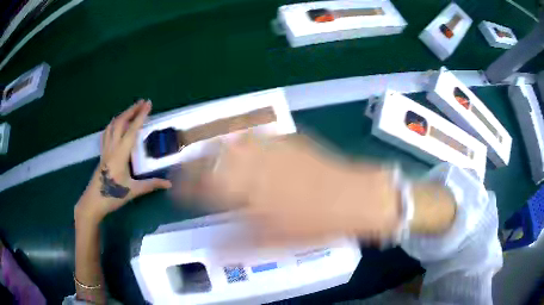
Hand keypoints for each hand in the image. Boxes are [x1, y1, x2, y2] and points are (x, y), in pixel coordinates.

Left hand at [75, 100, 171, 223]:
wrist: (93, 201)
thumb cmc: (113, 196)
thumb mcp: (133, 191)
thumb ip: (151, 185)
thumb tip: (169, 183)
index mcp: (120, 154)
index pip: (132, 131)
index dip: (141, 116)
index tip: (148, 104)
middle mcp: (112, 147)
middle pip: (120, 122)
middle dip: (132, 110)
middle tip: (143, 102)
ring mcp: (105, 149)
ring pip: (112, 126)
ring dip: (122, 115)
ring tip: (131, 110)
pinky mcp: (102, 153)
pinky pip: (107, 133)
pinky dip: (113, 124)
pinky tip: (116, 125)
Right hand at [174, 135, 400, 245]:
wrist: (353, 197)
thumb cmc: (314, 225)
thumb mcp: (273, 242)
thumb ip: (237, 245)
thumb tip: (212, 252)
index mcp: (244, 193)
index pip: (201, 188)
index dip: (184, 188)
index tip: (176, 189)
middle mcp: (251, 165)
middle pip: (211, 157)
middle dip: (193, 162)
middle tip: (186, 167)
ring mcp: (269, 148)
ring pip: (230, 139)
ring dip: (214, 145)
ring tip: (206, 149)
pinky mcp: (287, 139)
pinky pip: (256, 133)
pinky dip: (242, 136)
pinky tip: (240, 139)